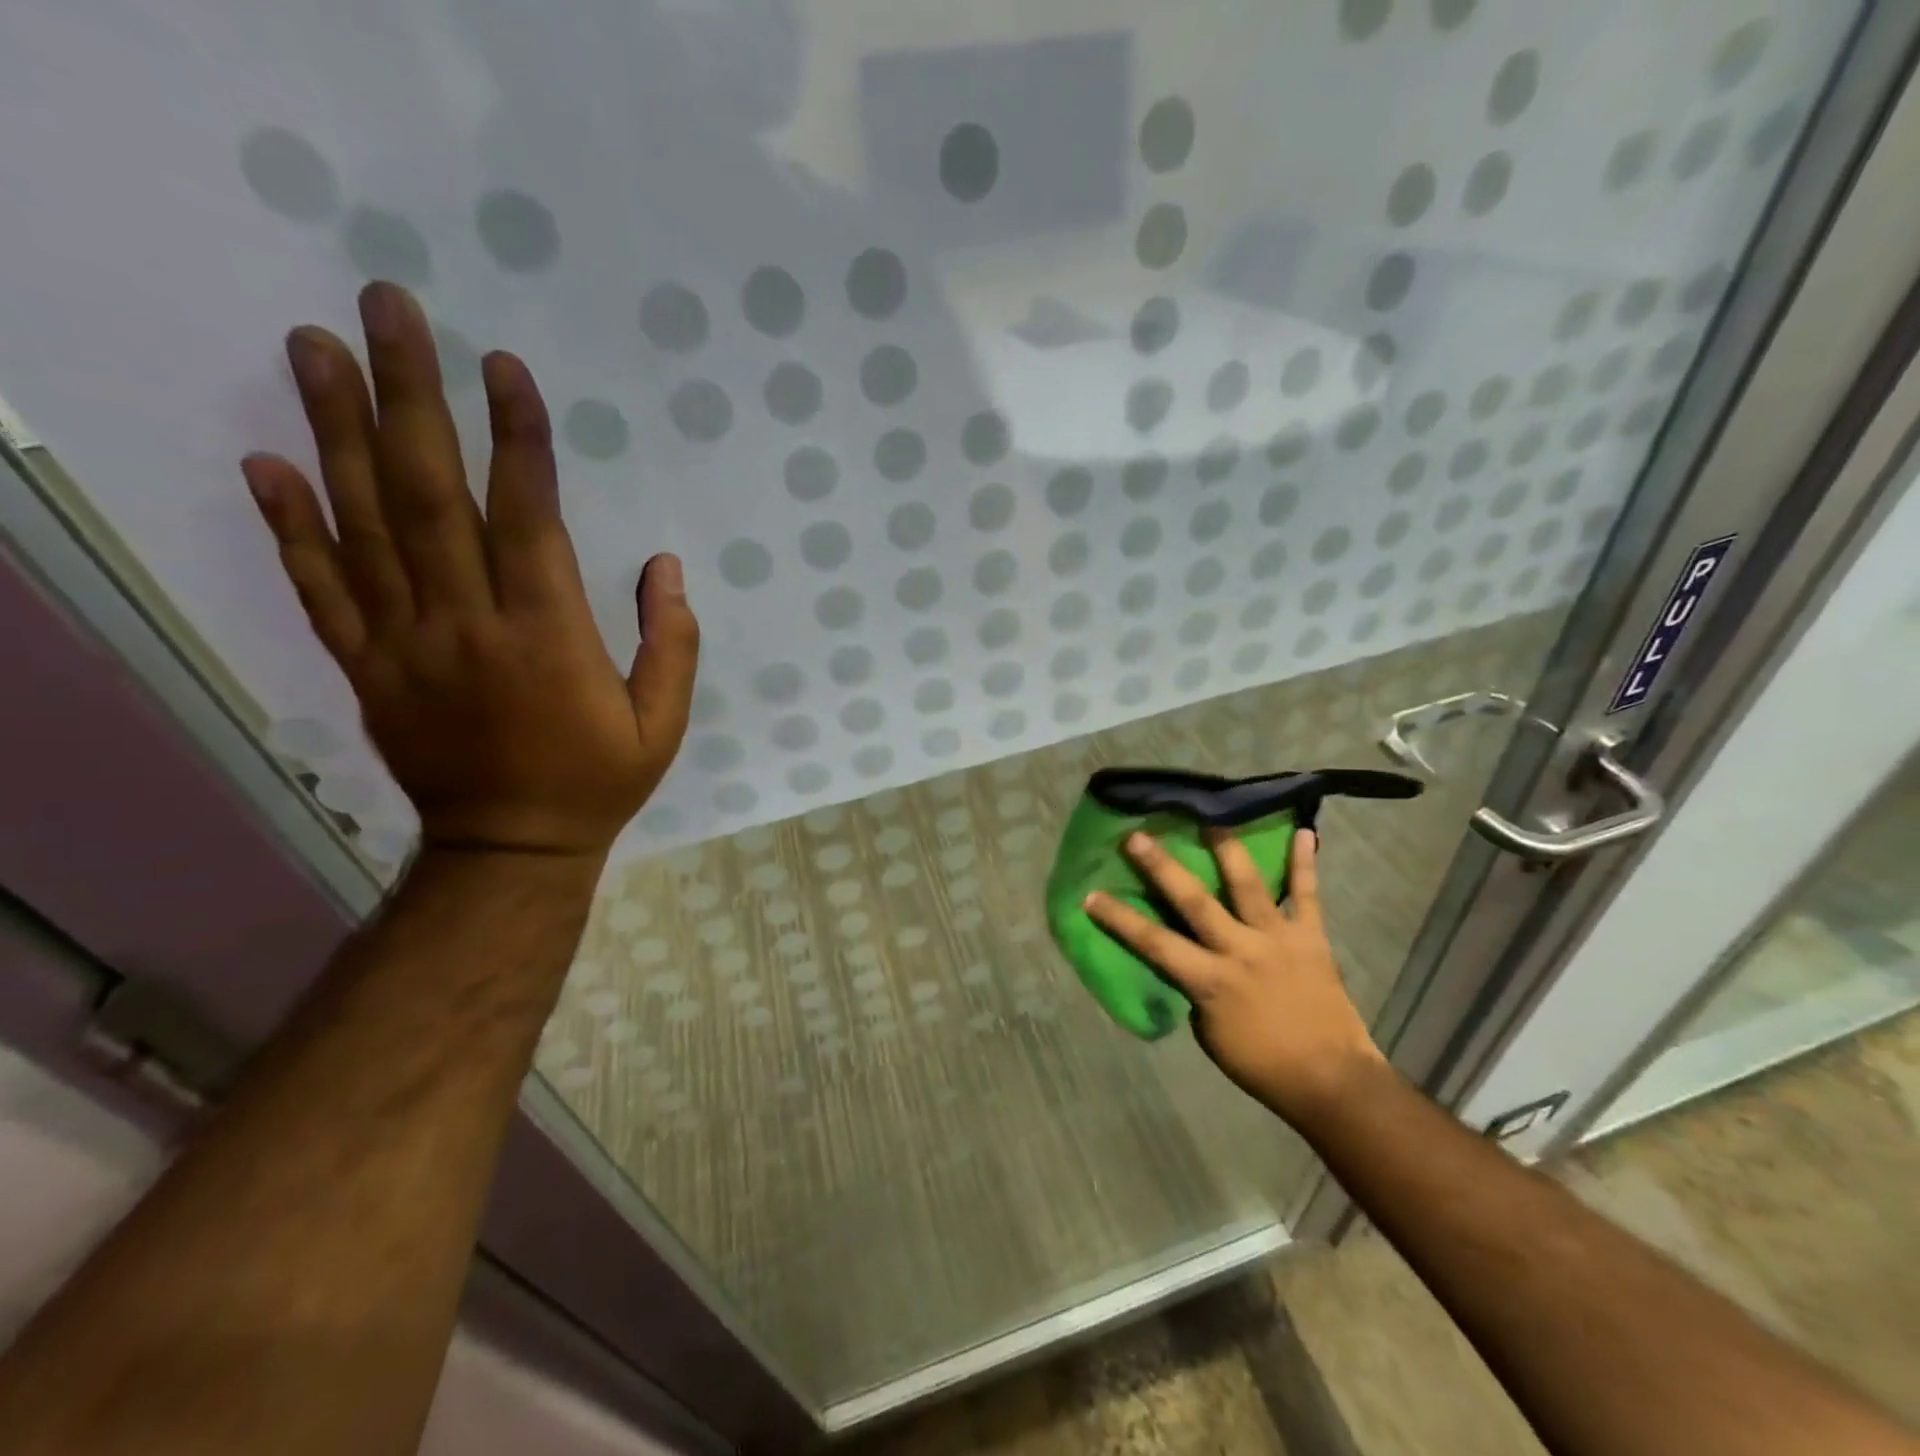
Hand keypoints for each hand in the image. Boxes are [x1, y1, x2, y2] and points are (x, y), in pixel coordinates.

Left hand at [241, 282, 698, 858]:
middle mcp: (467, 626)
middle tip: (385, 307)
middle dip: (409, 395)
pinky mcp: (368, 667)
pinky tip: (268, 462)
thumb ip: (671, 644)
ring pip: (363, 526)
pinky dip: (290, 527)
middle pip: (428, 496)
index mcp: (547, 638)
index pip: (528, 518)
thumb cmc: (598, 781)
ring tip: (313, 347)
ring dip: (334, 430)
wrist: (510, 850)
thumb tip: (665, 565)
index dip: (517, 439)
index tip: (502, 366)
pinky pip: (321, 590)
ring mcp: (405, 644)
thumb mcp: (663, 724)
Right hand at [1084, 829, 1385, 1122]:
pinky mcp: (1311, 937)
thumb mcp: (1210, 1033)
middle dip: (1163, 867)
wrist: (1330, 1080)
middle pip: (1194, 901)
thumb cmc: (1261, 1064)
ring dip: (1227, 848)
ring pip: (1248, 885)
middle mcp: (1239, 950)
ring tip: (1212, 816)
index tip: (1091, 895)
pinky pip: (1307, 895)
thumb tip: (1190, 955)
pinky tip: (1305, 832)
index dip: (1119, 919)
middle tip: (1138, 836)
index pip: (1153, 943)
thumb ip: (1196, 988)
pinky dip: (1305, 864)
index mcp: (1210, 981)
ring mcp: (1277, 938)